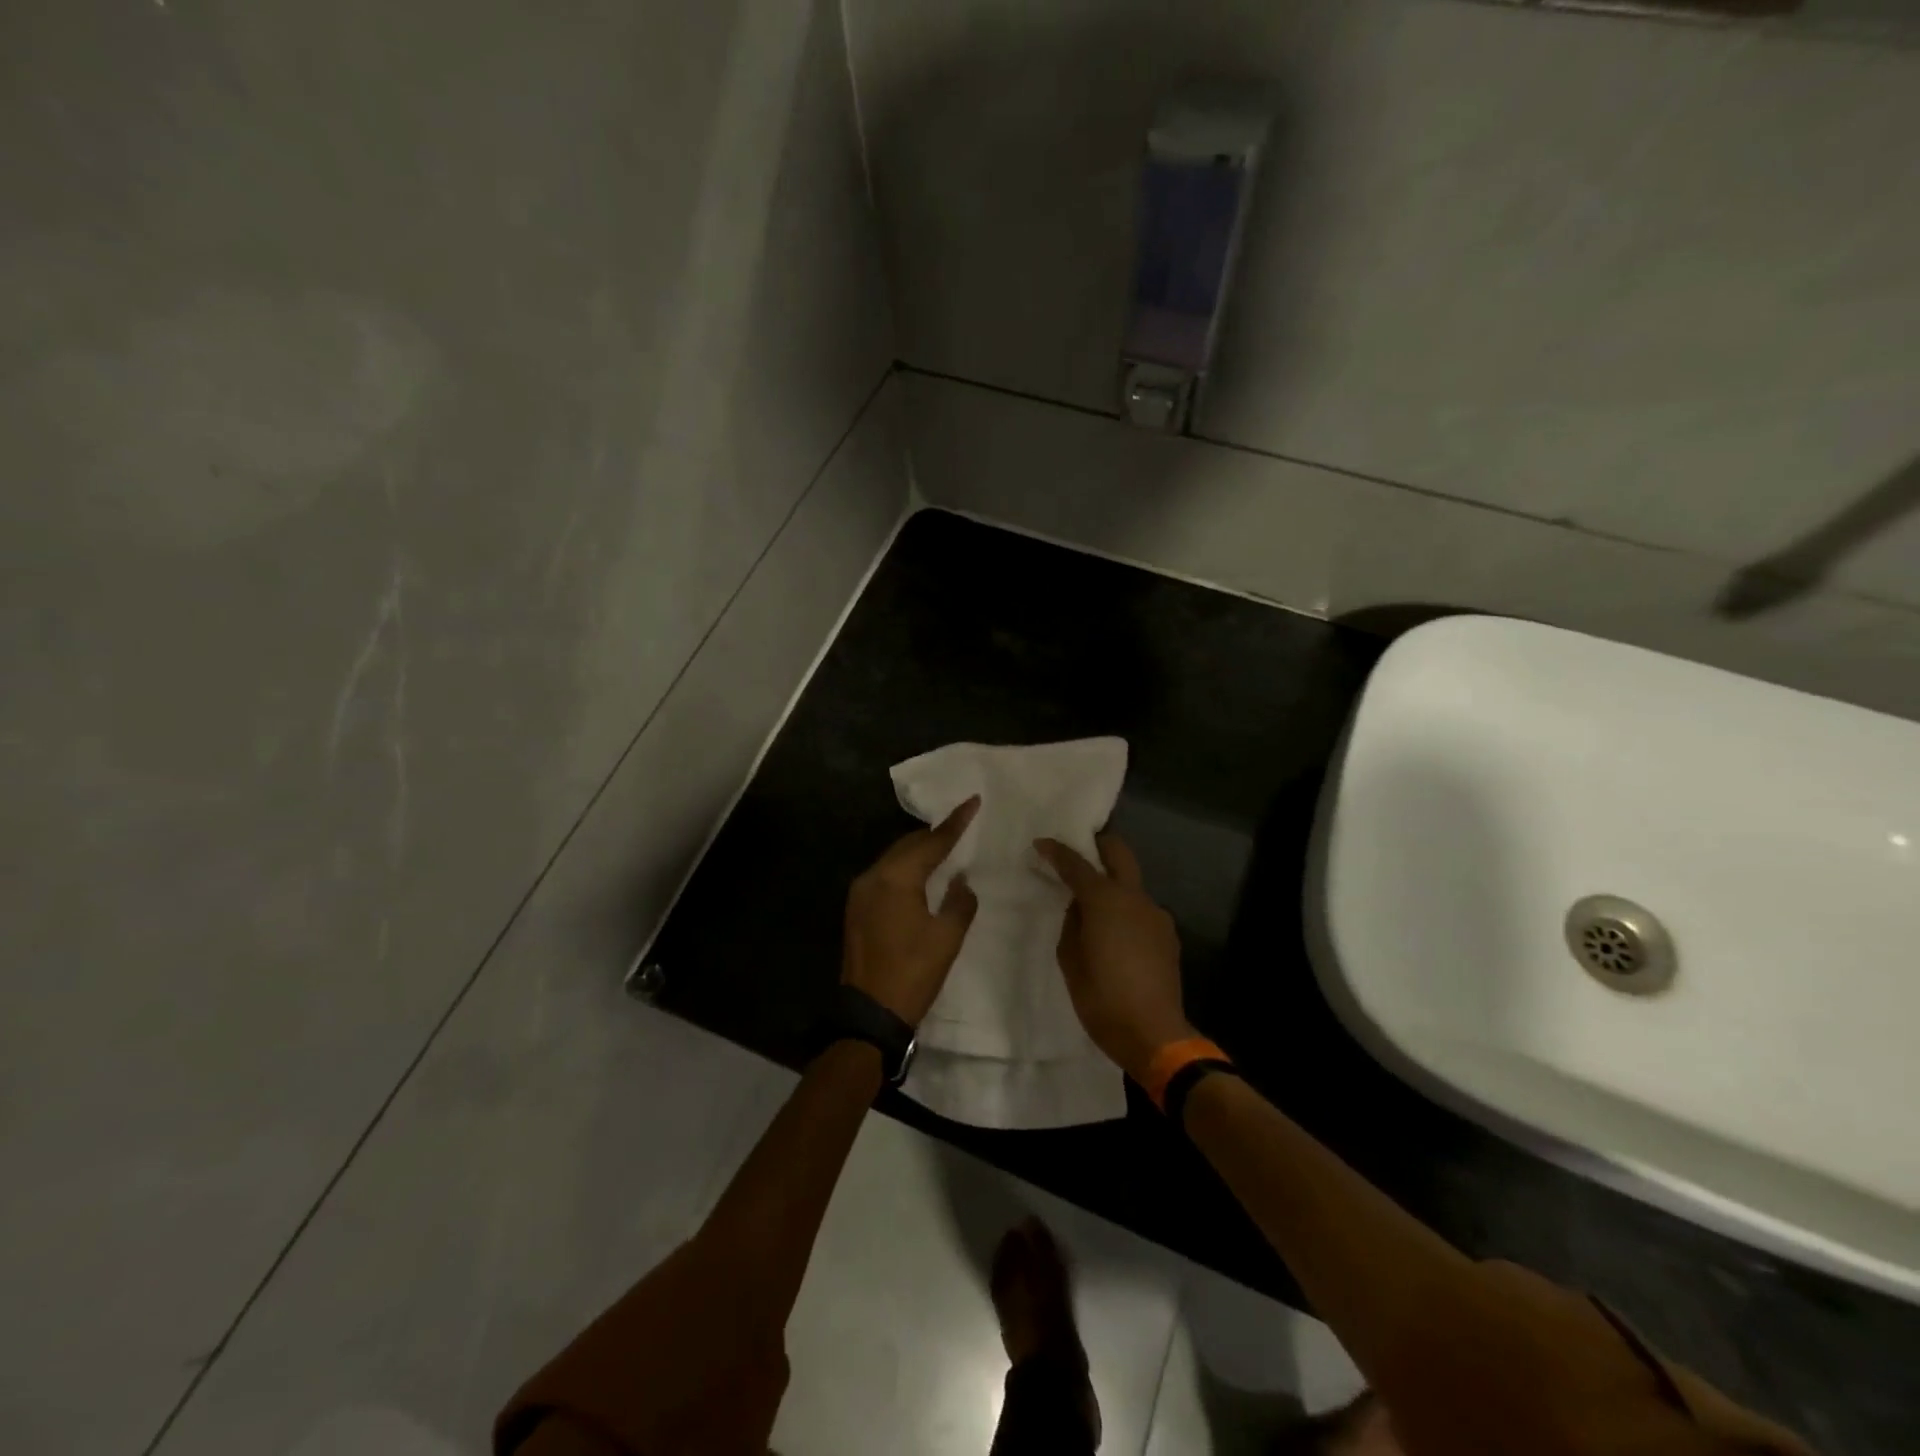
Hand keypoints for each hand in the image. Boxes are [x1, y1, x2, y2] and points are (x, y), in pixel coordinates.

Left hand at [842, 798, 980, 1025]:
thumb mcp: (947, 938)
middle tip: (961, 826)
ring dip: (918, 851)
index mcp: (896, 879)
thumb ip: (959, 902)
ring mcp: (860, 892)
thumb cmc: (913, 974)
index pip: (931, 842)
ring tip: (944, 847)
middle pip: (908, 845)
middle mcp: (873, 876)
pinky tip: (920, 875)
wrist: (869, 1014)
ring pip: (893, 858)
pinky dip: (905, 868)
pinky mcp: (857, 908)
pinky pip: (884, 875)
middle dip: (934, 835)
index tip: (972, 801)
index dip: (955, 823)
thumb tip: (960, 881)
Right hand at [1036, 834, 1192, 1083]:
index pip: (1076, 864)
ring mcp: (1156, 914)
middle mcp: (1134, 898)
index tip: (1040, 844)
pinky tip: (1116, 936)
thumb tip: (1079, 908)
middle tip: (1079, 850)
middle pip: (1119, 853)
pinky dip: (1125, 910)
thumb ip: (1072, 924)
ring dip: (1113, 883)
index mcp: (1105, 900)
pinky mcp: (1168, 935)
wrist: (1154, 1034)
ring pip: (1132, 884)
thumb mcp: (1071, 960)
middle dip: (1099, 844)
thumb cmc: (1102, 998)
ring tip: (1094, 907)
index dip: (1056, 851)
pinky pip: (1141, 910)